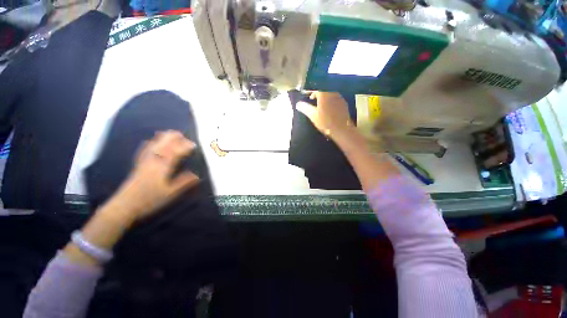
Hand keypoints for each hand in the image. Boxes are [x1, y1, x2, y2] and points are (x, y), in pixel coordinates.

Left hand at [113, 130, 199, 221]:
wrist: (124, 206)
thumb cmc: (150, 200)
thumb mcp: (170, 193)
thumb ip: (183, 182)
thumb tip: (197, 175)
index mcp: (162, 167)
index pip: (175, 153)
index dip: (184, 147)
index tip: (193, 144)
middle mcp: (153, 161)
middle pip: (163, 145)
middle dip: (172, 138)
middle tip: (182, 134)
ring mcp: (144, 162)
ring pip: (153, 145)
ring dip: (162, 138)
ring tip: (168, 132)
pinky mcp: (138, 165)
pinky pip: (144, 151)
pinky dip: (149, 143)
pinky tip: (150, 141)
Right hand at [296, 91, 353, 139]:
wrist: (341, 129)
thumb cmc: (325, 122)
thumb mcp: (313, 115)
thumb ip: (305, 108)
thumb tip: (298, 104)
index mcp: (324, 93)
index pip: (315, 88)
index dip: (309, 90)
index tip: (306, 95)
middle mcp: (332, 92)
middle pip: (323, 89)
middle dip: (317, 93)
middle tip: (312, 99)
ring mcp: (339, 98)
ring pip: (330, 93)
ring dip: (324, 97)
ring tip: (319, 104)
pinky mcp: (344, 103)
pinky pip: (335, 98)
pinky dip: (330, 101)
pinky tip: (328, 108)